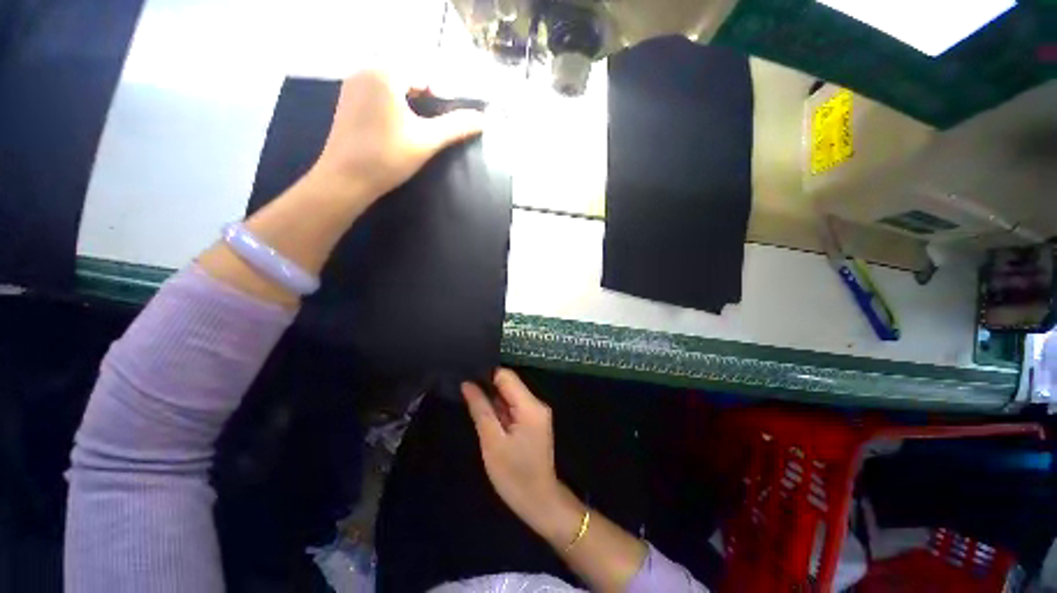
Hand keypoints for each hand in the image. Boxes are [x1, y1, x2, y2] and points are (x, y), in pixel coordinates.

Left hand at [309, 70, 483, 207]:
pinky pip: (377, 95)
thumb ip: (456, 127)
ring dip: (409, 103)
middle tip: (434, 126)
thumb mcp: (427, 141)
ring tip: (418, 129)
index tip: (446, 122)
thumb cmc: (388, 156)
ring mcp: (352, 87)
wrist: (345, 180)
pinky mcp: (346, 103)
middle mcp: (365, 71)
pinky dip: (392, 106)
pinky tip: (397, 129)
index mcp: (384, 73)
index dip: (440, 97)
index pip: (423, 76)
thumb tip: (483, 119)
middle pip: (407, 79)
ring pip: (391, 87)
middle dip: (425, 99)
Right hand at [463, 369, 579, 539]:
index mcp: (530, 405)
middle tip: (463, 390)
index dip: (486, 374)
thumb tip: (467, 384)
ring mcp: (536, 412)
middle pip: (509, 384)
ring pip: (510, 395)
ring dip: (492, 398)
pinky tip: (484, 413)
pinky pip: (514, 406)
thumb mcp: (492, 441)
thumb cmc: (514, 475)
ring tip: (469, 399)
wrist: (540, 501)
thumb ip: (480, 409)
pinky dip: (500, 409)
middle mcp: (536, 403)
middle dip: (487, 386)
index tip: (465, 377)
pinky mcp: (533, 421)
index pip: (506, 376)